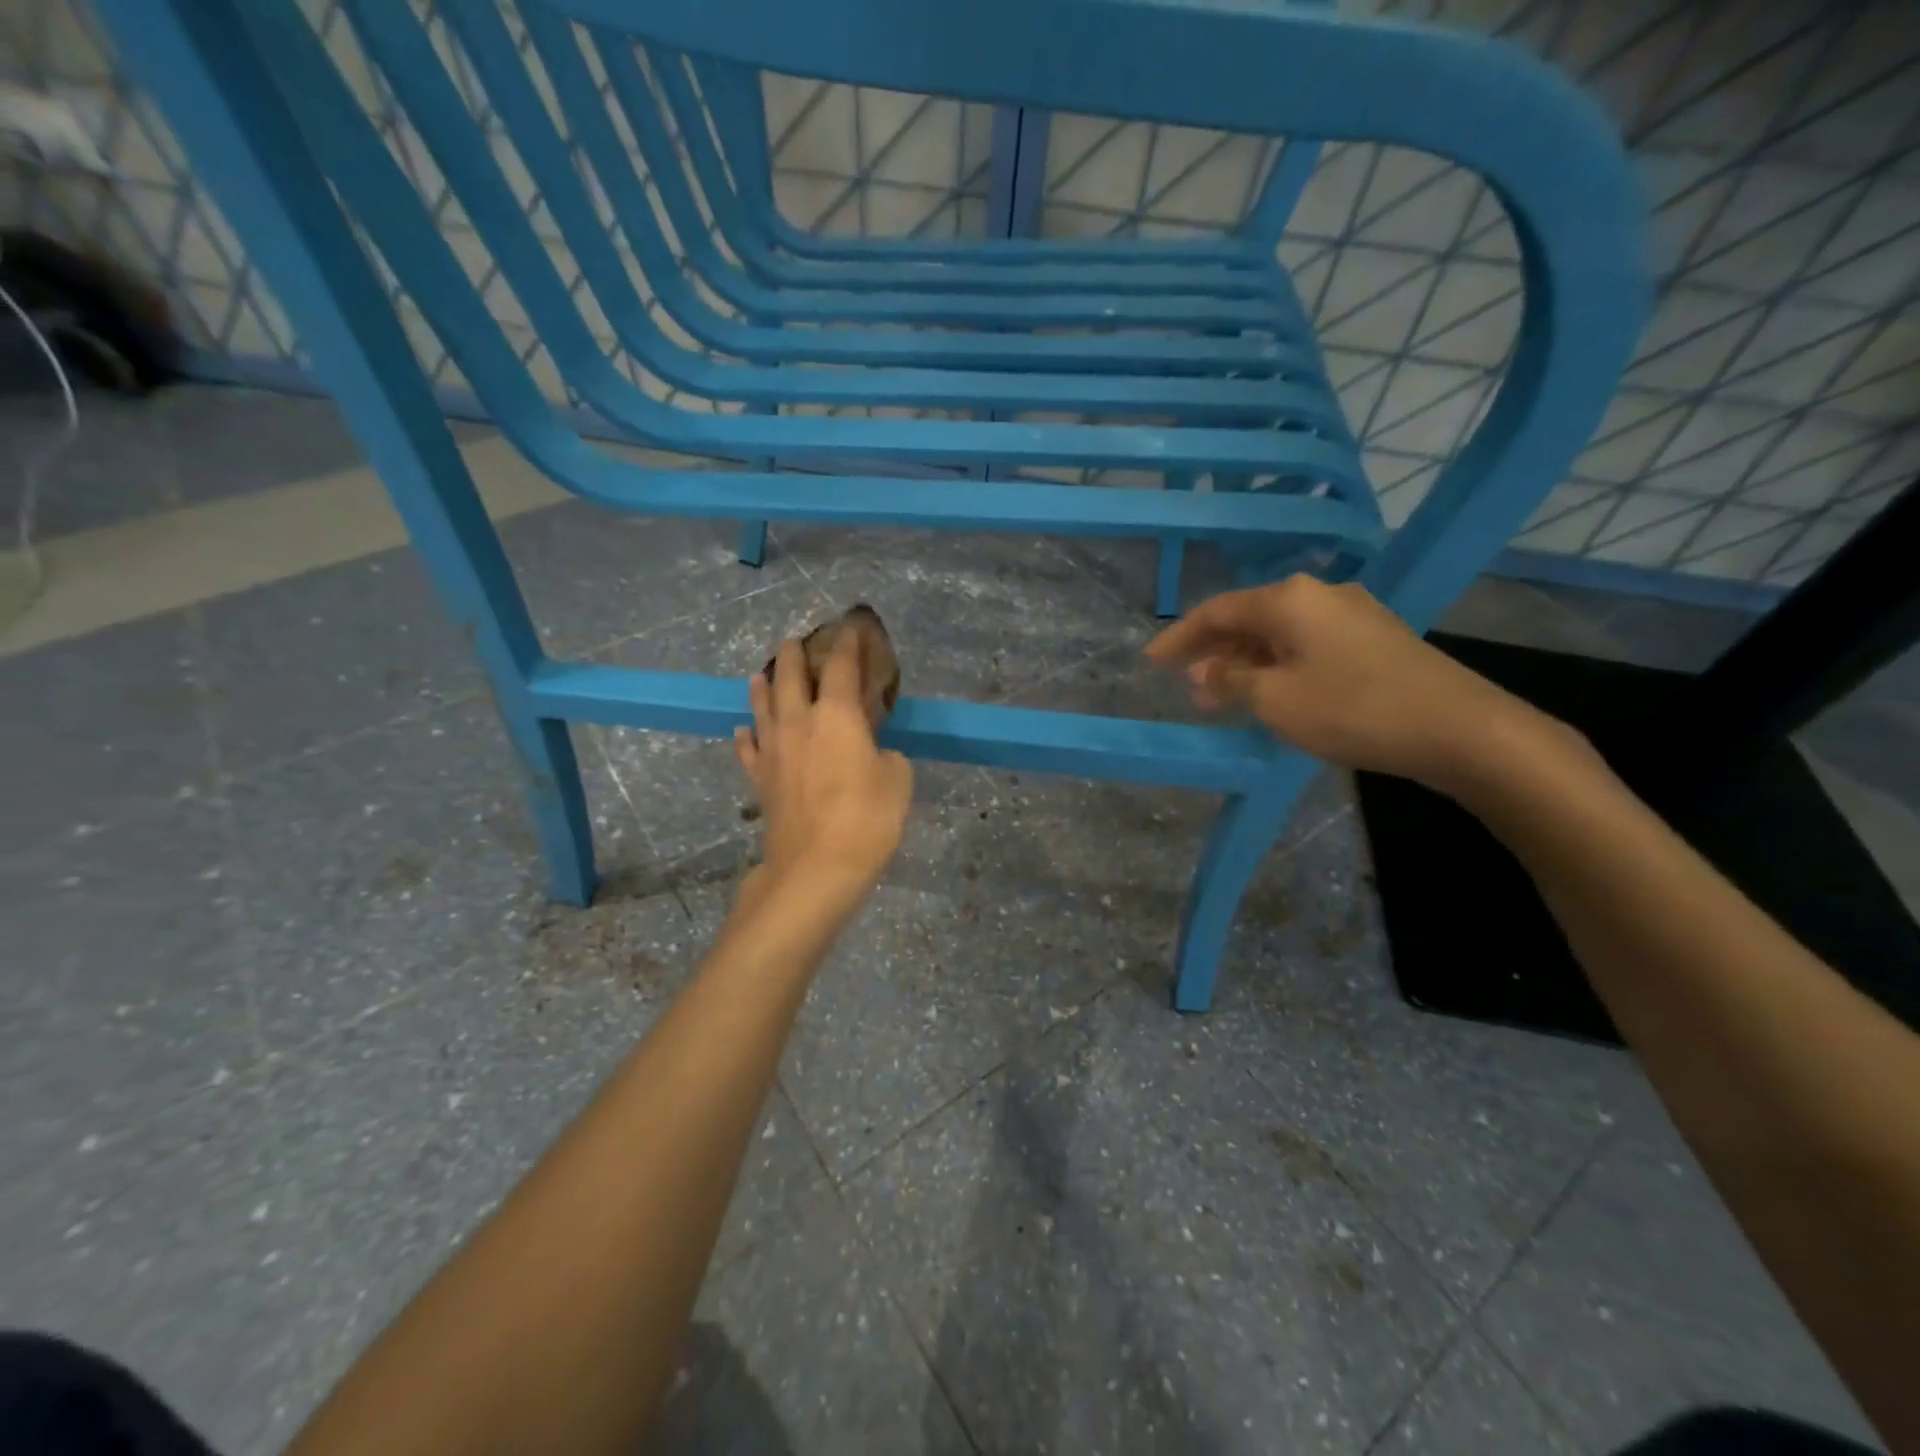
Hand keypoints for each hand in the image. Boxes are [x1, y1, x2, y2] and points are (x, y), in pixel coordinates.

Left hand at [735, 631, 913, 902]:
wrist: (815, 867)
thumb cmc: (866, 819)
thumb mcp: (898, 780)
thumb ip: (887, 756)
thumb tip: (873, 753)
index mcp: (837, 715)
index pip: (841, 667)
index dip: (847, 643)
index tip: (850, 627)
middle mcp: (799, 723)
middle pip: (789, 677)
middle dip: (793, 655)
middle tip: (796, 642)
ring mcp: (774, 751)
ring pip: (762, 707)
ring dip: (762, 686)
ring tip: (761, 673)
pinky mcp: (760, 780)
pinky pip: (749, 749)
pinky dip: (746, 736)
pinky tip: (743, 731)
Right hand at [1145, 575, 1543, 792]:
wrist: (1459, 728)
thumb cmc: (1353, 709)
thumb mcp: (1275, 699)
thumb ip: (1230, 682)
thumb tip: (1203, 673)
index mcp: (1289, 599)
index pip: (1217, 611)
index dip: (1180, 637)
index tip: (1151, 662)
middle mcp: (1318, 595)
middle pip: (1248, 618)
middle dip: (1212, 653)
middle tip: (1185, 687)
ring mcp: (1352, 615)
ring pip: (1279, 634)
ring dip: (1245, 664)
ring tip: (1220, 700)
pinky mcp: (1374, 639)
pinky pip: (1306, 646)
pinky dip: (1277, 667)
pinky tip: (1270, 694)